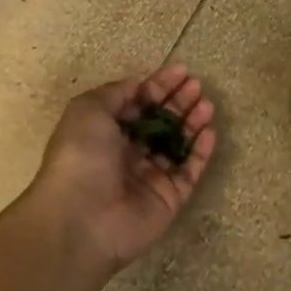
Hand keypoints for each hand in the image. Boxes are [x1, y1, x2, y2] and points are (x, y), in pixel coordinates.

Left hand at [29, 64, 216, 270]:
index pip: (137, 104)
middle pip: (159, 122)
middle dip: (178, 102)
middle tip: (197, 86)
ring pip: (177, 144)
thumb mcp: (88, 110)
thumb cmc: (81, 156)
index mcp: (104, 132)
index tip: (181, 71)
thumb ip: (116, 93)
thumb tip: (138, 84)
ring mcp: (149, 176)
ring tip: (206, 104)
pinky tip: (209, 132)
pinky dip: (200, 152)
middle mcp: (127, 153)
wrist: (82, 218)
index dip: (158, 86)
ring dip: (192, 123)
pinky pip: (189, 171)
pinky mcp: (169, 198)